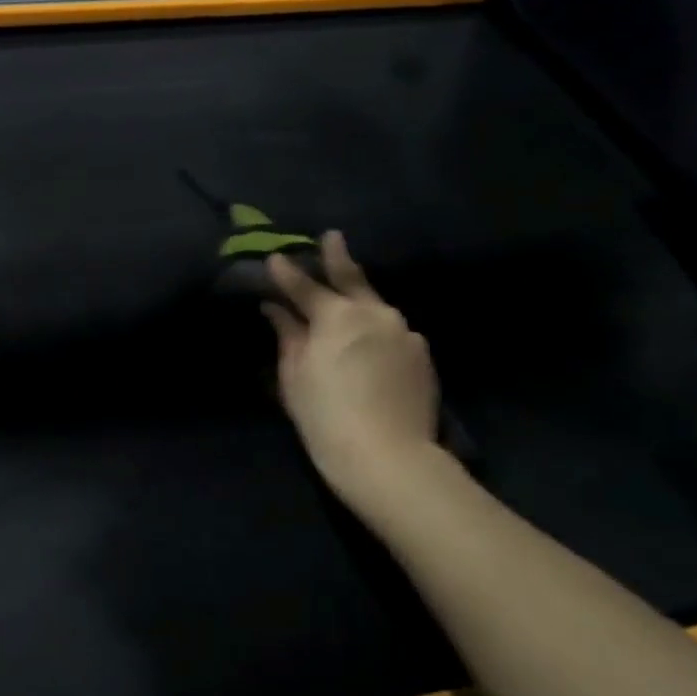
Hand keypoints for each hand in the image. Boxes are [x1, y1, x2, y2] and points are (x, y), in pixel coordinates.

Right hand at [263, 232, 441, 507]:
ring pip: (376, 305)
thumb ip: (287, 334)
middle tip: (332, 237)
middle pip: (352, 278)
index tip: (275, 257)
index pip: (305, 286)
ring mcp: (404, 332)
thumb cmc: (326, 417)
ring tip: (348, 293)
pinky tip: (369, 339)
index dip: (287, 272)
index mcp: (337, 315)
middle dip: (338, 256)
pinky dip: (377, 327)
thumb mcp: (294, 375)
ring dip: (359, 297)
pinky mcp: (421, 355)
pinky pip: (393, 331)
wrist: (389, 459)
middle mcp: (374, 313)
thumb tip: (275, 308)